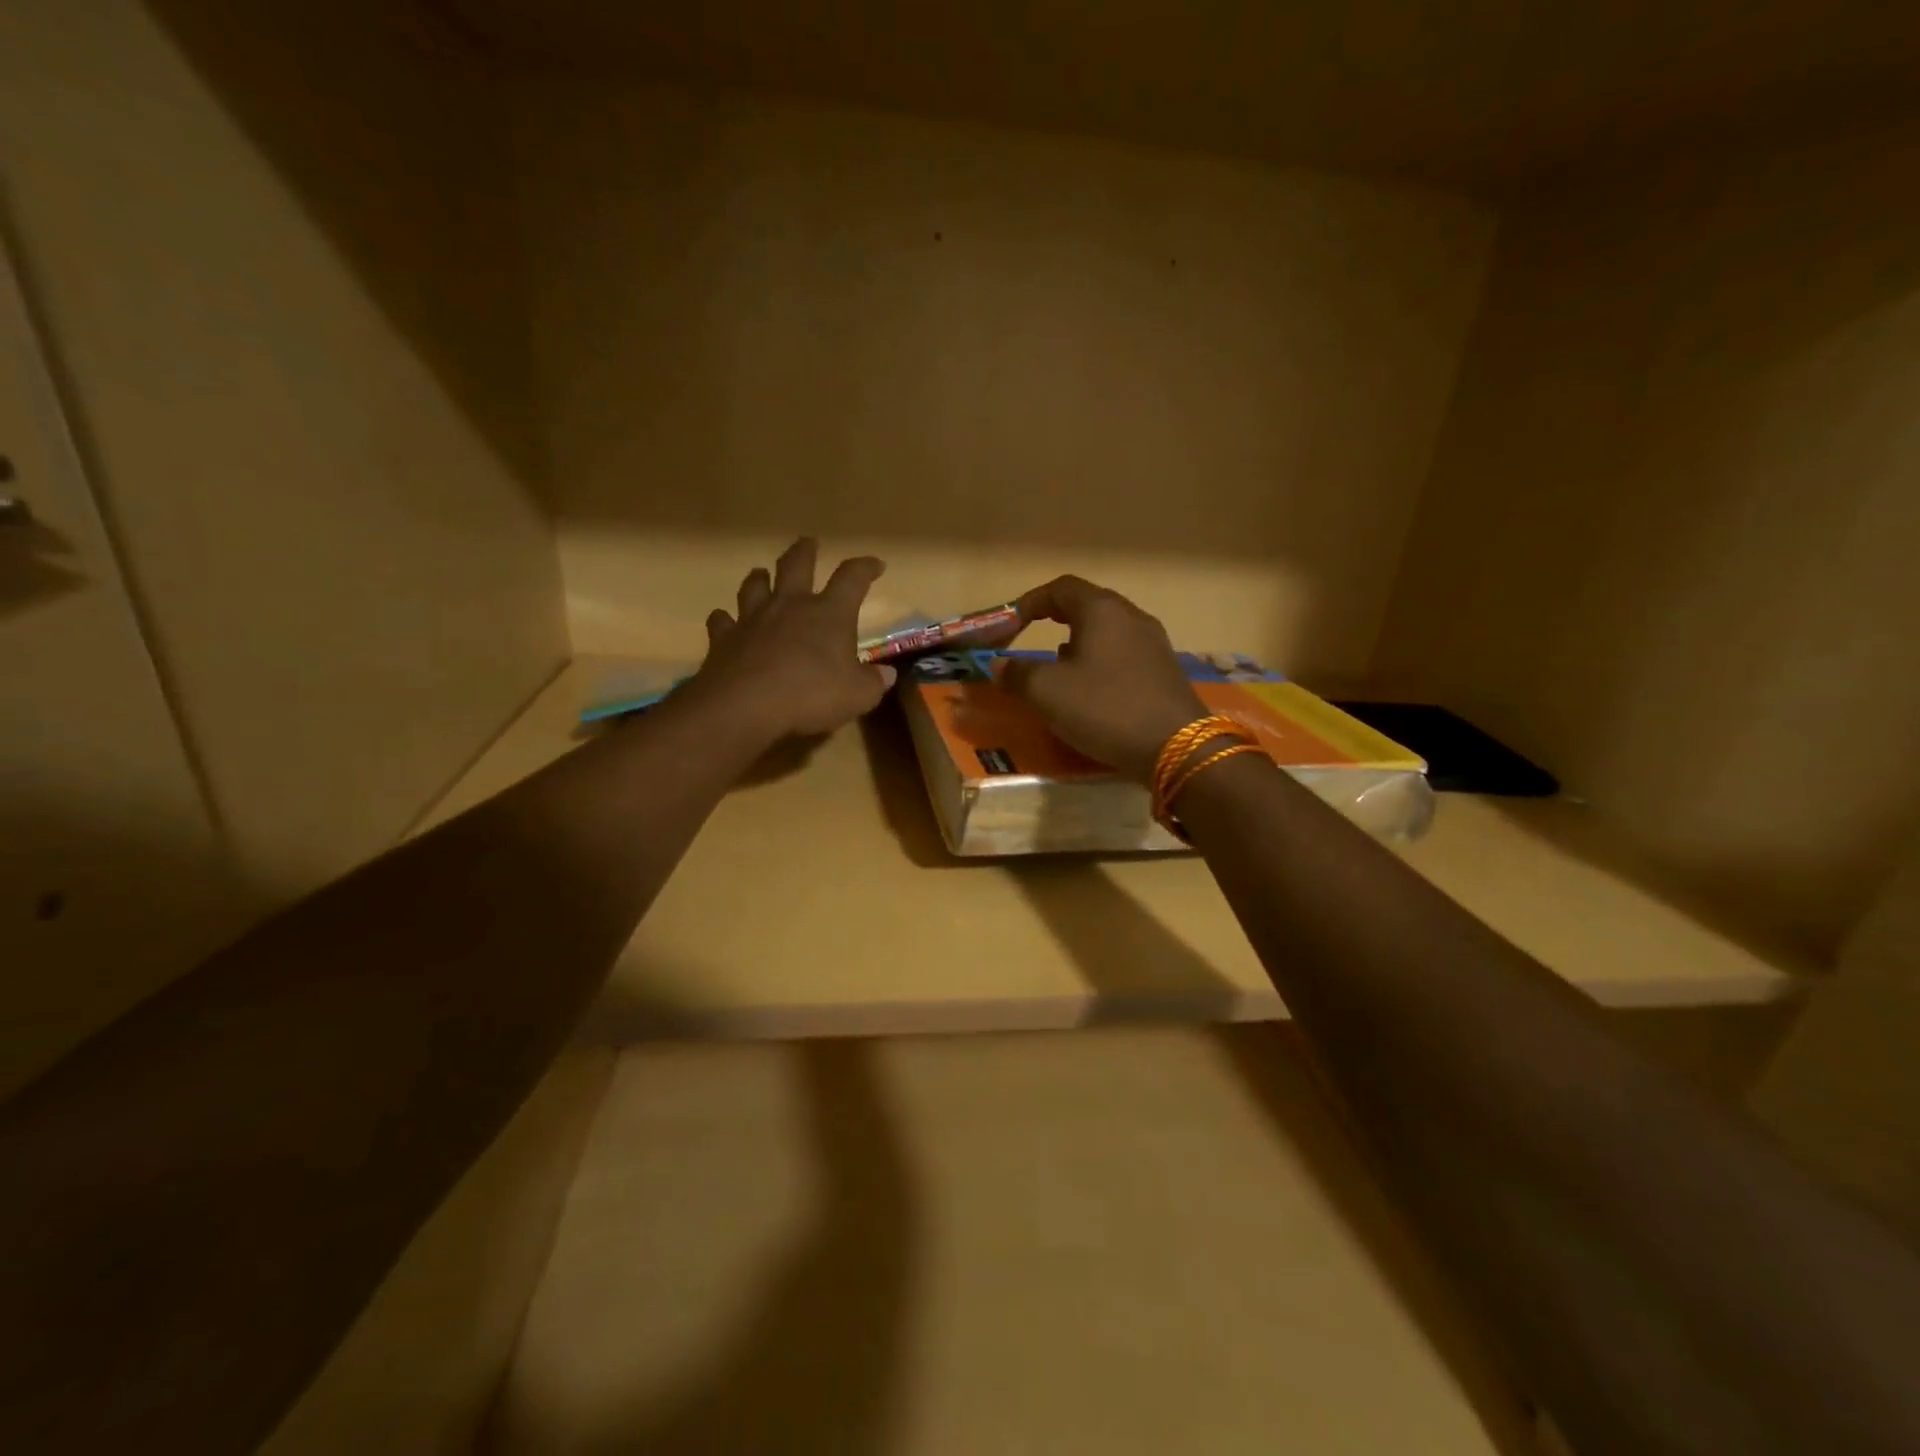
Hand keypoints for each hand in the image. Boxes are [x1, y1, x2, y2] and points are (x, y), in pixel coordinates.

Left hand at [684, 539, 897, 741]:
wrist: (745, 706)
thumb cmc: (811, 695)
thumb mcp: (858, 696)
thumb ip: (873, 682)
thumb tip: (885, 674)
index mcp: (829, 613)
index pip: (852, 578)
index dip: (865, 567)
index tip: (876, 565)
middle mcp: (790, 605)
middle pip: (797, 564)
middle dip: (805, 551)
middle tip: (810, 543)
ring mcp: (752, 619)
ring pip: (754, 585)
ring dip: (760, 577)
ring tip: (762, 574)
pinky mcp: (723, 639)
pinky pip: (722, 621)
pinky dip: (725, 618)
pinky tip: (725, 620)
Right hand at [1001, 576, 1205, 779]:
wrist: (1177, 747)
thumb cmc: (1105, 708)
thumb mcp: (1048, 692)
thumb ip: (1017, 674)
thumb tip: (997, 665)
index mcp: (1102, 610)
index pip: (1061, 588)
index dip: (1030, 601)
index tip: (1010, 623)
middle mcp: (1131, 617)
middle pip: (1088, 605)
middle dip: (1055, 620)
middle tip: (1032, 640)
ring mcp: (1153, 643)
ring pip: (1107, 631)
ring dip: (1078, 643)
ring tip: (1058, 667)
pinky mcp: (1164, 670)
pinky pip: (1123, 654)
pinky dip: (1100, 662)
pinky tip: (1091, 690)